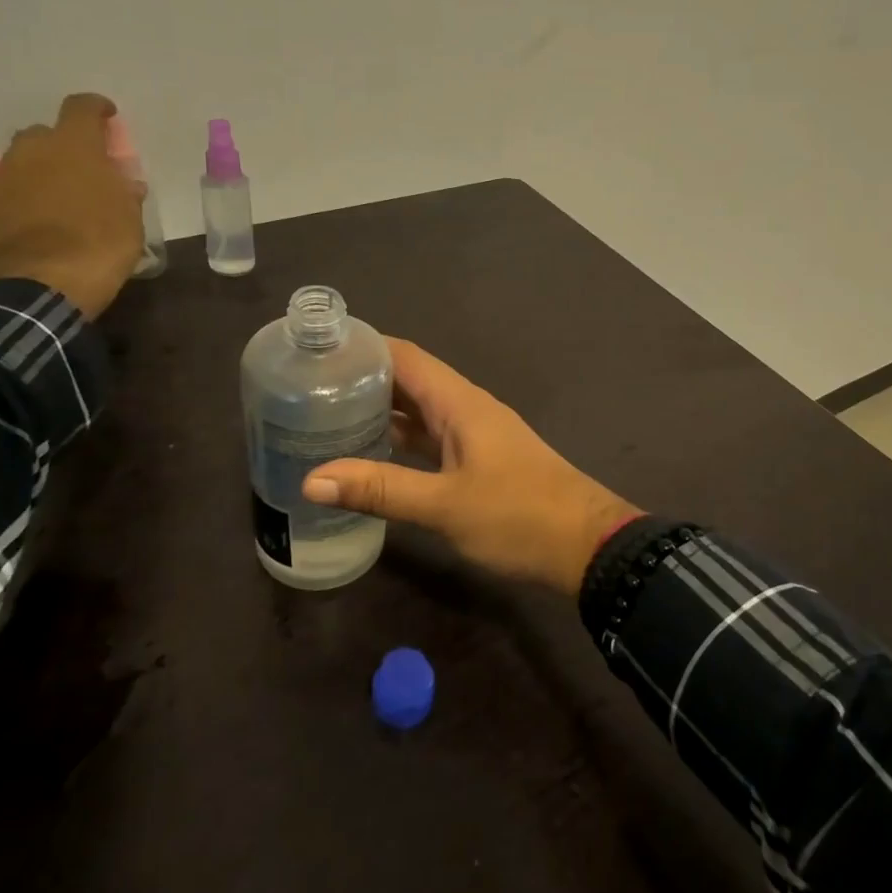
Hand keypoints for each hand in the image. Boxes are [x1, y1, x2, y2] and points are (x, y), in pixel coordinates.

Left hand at [0, 93, 146, 319]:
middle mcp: (29, 152)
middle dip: (63, 148)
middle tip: (82, 173)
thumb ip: (124, 193)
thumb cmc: (99, 246)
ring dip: (39, 176)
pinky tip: (35, 228)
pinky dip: (20, 204)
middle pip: (45, 135)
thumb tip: (122, 182)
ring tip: (57, 204)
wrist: (40, 287)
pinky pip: (5, 196)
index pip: (82, 108)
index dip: (97, 109)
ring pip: (20, 165)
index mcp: (73, 147)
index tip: (108, 118)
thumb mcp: (131, 220)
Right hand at [302, 339, 640, 594]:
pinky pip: (431, 438)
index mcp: (460, 403)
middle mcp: (466, 409)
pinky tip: (370, 453)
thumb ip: (381, 489)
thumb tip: (311, 479)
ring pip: (419, 411)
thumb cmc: (519, 517)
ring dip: (379, 410)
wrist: (586, 546)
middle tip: (305, 386)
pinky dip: (400, 439)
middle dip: (362, 379)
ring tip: (324, 416)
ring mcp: (474, 435)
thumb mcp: (445, 505)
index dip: (363, 347)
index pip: (405, 356)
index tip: (314, 350)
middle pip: (409, 380)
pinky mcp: (479, 461)